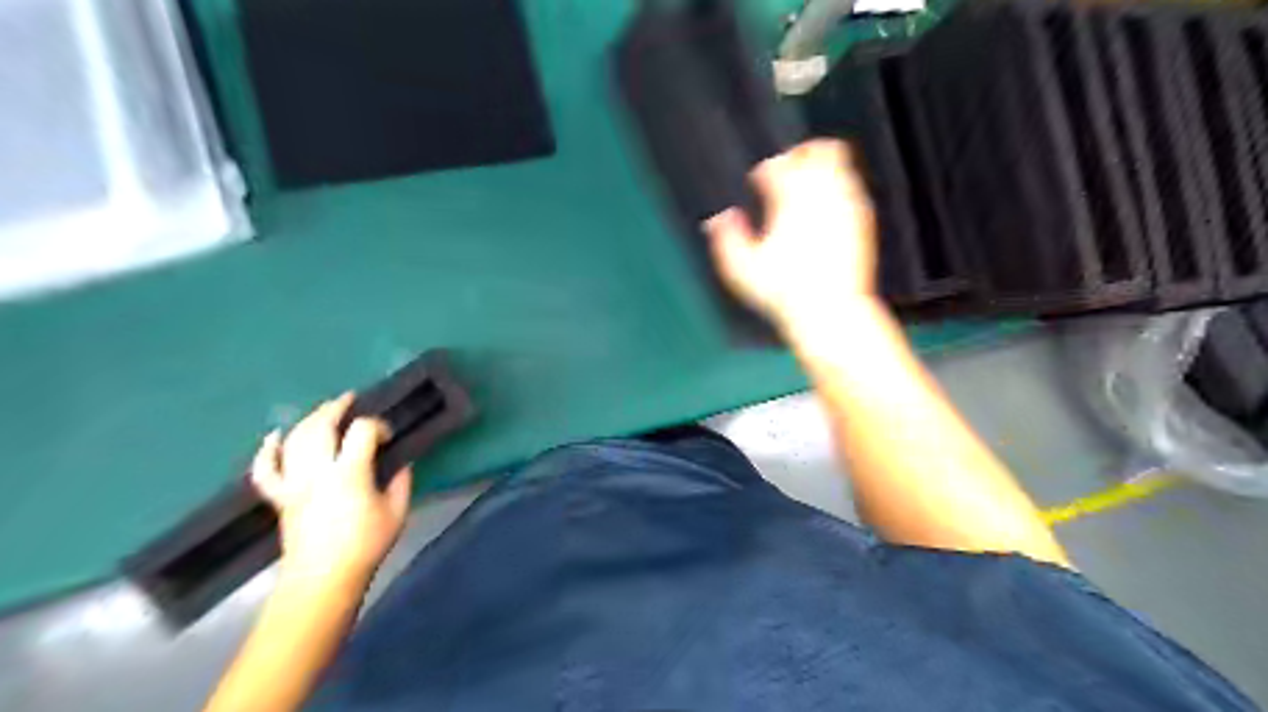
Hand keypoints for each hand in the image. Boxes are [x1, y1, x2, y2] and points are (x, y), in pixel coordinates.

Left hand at [244, 393, 406, 587]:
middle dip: (336, 408)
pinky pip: (265, 470)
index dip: (377, 426)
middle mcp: (317, 471)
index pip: (362, 431)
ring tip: (325, 411)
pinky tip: (273, 436)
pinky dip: (266, 451)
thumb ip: (401, 482)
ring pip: (294, 440)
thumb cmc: (365, 545)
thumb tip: (400, 464)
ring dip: (310, 420)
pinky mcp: (280, 497)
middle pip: (321, 426)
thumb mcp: (397, 512)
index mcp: (349, 473)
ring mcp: (294, 483)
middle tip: (350, 400)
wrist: (323, 578)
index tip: (388, 437)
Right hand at [697, 138, 878, 330]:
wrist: (832, 310)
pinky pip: (852, 184)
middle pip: (816, 149)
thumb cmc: (785, 292)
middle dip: (799, 154)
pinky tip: (825, 208)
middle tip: (786, 170)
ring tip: (806, 187)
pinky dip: (837, 186)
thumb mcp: (742, 269)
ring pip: (839, 160)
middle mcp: (823, 195)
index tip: (758, 181)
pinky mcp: (863, 217)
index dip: (765, 170)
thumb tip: (720, 218)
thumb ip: (726, 238)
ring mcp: (847, 203)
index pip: (778, 164)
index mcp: (791, 201)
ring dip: (820, 167)